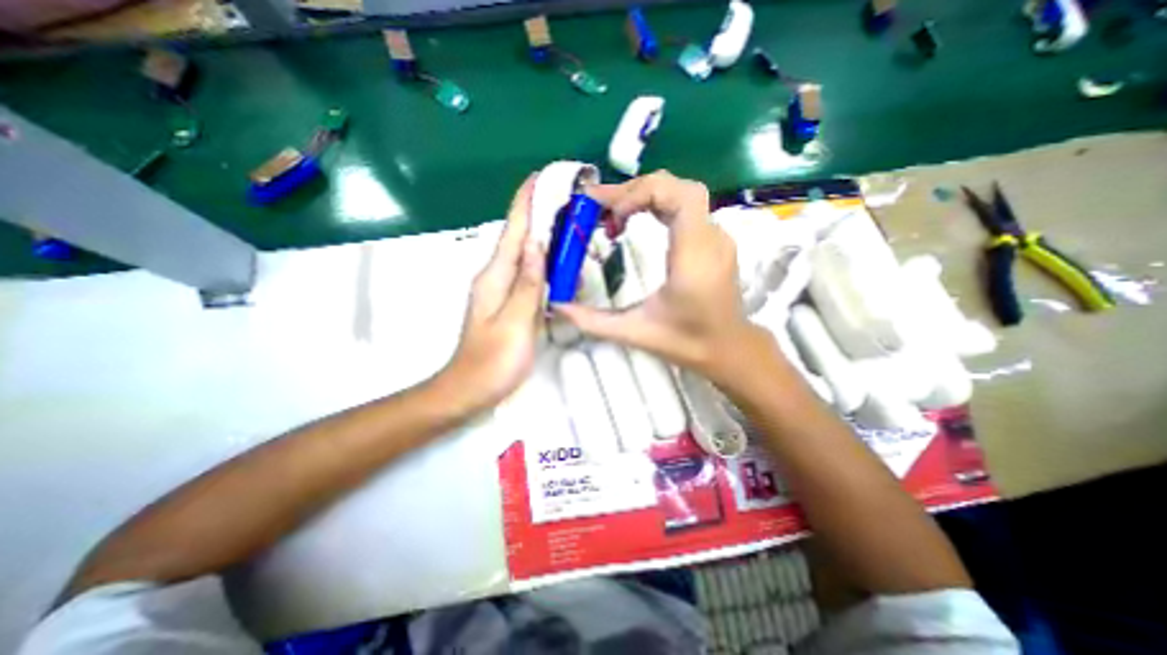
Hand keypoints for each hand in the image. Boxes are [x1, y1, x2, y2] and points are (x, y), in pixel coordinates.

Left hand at [443, 173, 546, 410]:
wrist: (469, 389)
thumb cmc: (493, 360)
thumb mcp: (515, 322)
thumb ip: (528, 284)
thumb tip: (538, 245)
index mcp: (495, 277)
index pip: (514, 232)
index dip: (526, 203)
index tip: (541, 178)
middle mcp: (496, 277)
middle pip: (519, 239)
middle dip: (537, 213)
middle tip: (564, 196)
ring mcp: (501, 291)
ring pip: (525, 255)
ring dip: (542, 235)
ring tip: (566, 220)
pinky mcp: (509, 303)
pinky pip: (528, 275)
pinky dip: (543, 261)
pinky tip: (557, 260)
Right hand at [557, 172, 766, 383]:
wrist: (729, 349)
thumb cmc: (687, 343)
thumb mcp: (635, 332)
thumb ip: (592, 320)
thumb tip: (556, 305)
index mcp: (694, 258)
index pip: (680, 197)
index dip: (641, 192)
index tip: (610, 215)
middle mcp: (711, 239)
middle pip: (677, 187)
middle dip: (634, 190)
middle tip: (599, 208)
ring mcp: (717, 237)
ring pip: (682, 194)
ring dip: (644, 196)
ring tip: (612, 214)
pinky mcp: (714, 241)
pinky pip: (685, 208)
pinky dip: (656, 205)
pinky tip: (635, 221)